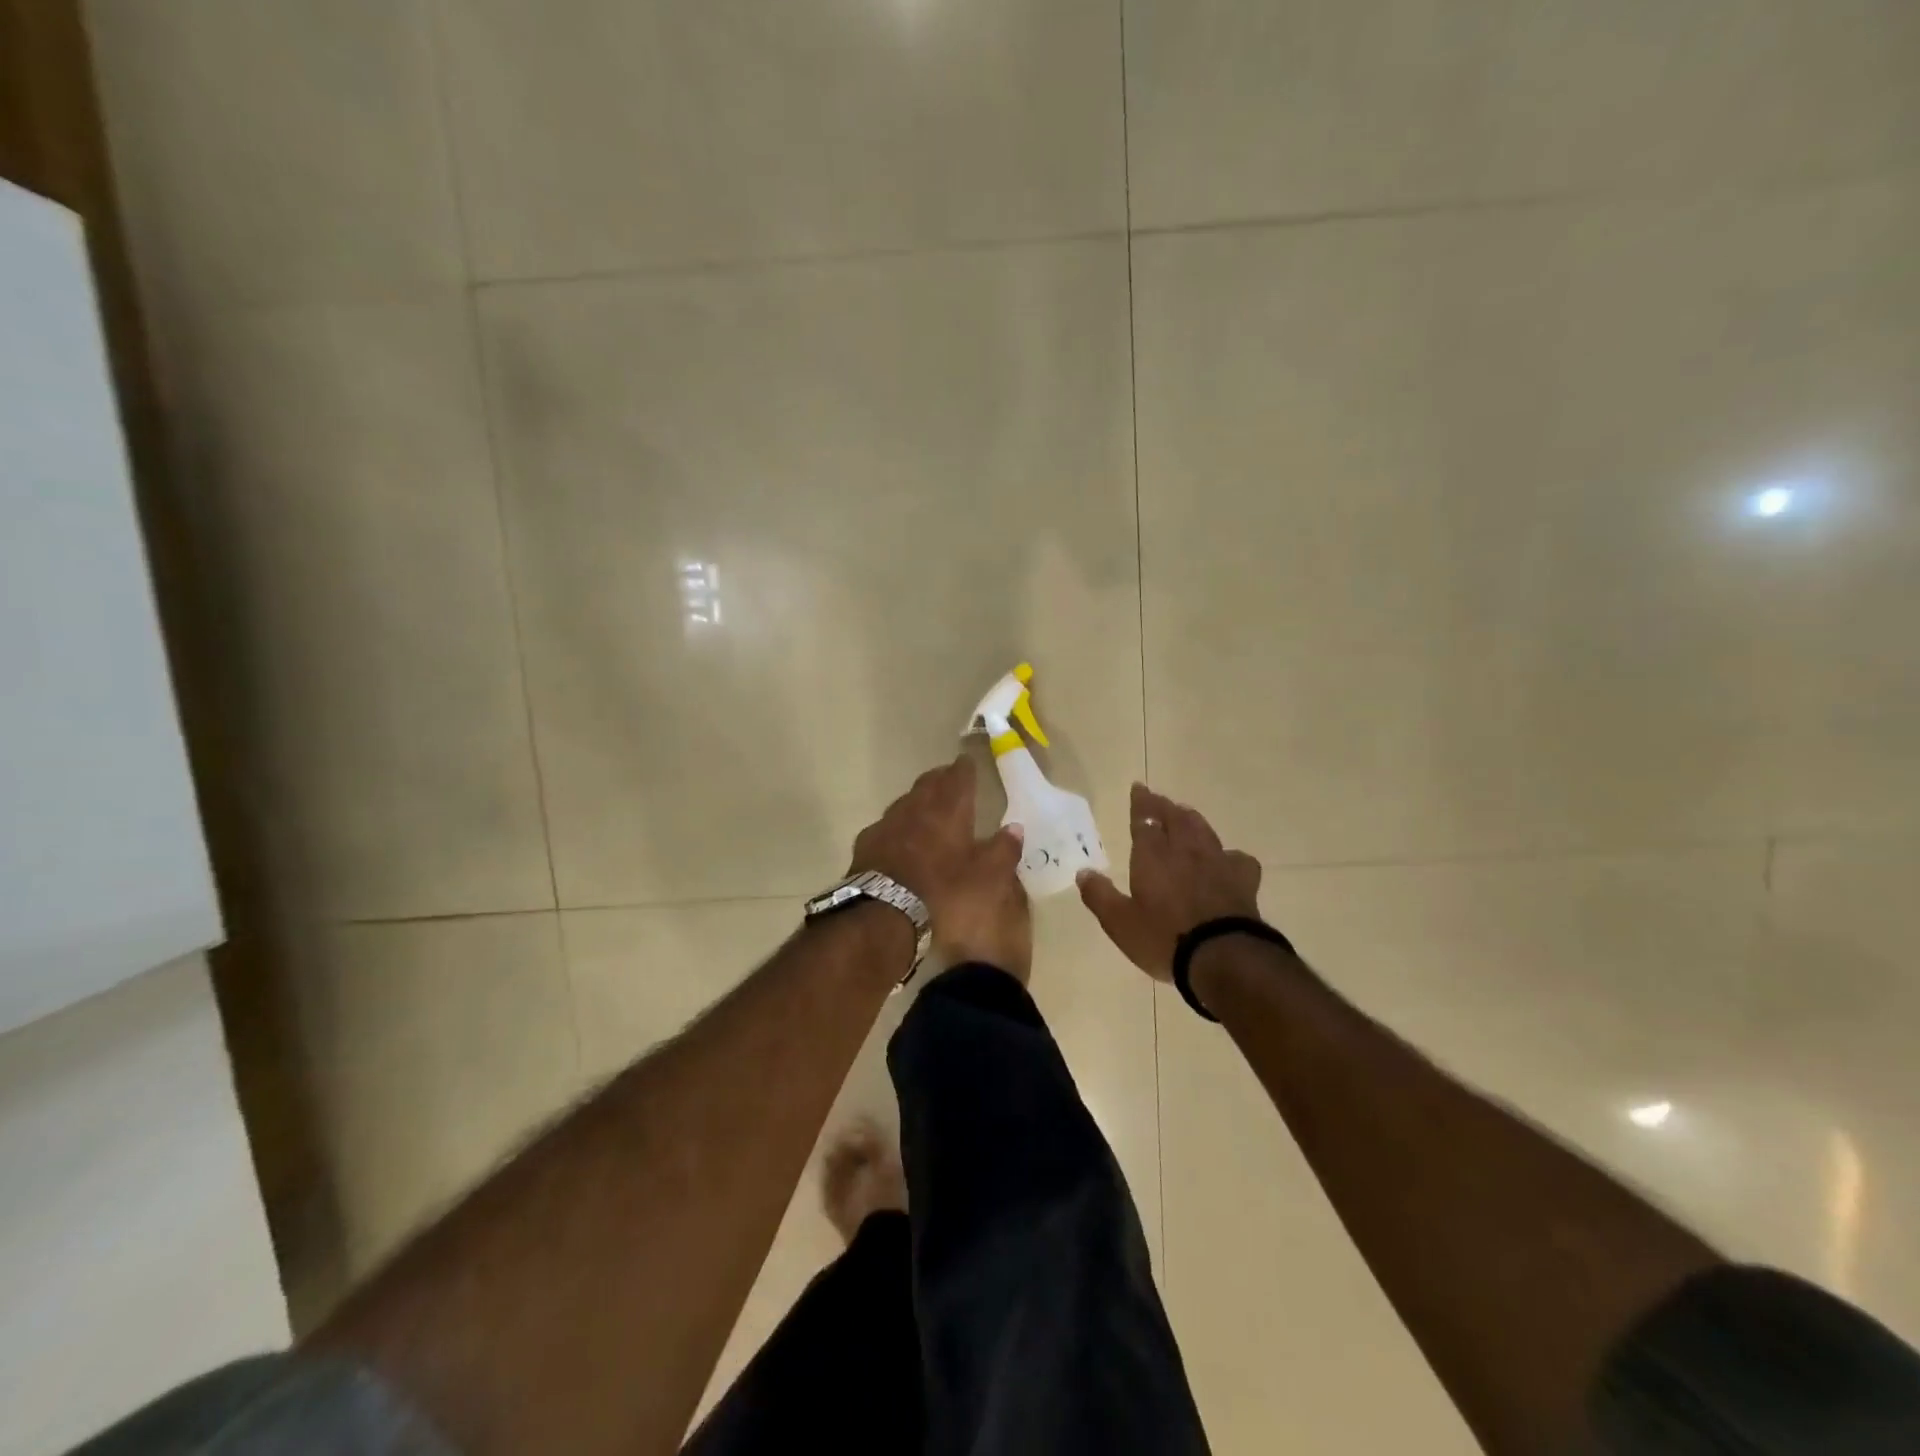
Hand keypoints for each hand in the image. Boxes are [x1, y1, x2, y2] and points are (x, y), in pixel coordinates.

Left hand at [849, 755, 1032, 981]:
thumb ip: (1003, 851)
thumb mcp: (987, 878)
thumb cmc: (943, 893)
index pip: (958, 778)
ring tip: (925, 805)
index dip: (965, 769)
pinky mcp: (866, 844)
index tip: (968, 762)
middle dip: (940, 778)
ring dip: (917, 800)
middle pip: (928, 783)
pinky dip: (897, 826)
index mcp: (948, 810)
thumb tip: (1015, 828)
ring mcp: (887, 824)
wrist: (884, 913)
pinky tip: (897, 837)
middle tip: (948, 778)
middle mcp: (916, 808)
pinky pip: (886, 826)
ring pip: (905, 801)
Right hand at [1077, 782, 1262, 981]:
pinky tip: (1226, 860)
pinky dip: (1228, 854)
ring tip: (1185, 815)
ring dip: (1191, 819)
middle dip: (1164, 805)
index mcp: (1153, 855)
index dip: (1140, 803)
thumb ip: (1099, 895)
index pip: (1145, 819)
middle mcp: (1185, 850)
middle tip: (1157, 798)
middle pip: (1175, 817)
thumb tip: (1083, 872)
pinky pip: (1237, 857)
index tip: (1138, 788)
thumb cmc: (1164, 938)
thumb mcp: (1119, 922)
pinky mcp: (1243, 880)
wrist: (1224, 957)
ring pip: (1203, 830)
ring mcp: (1217, 862)